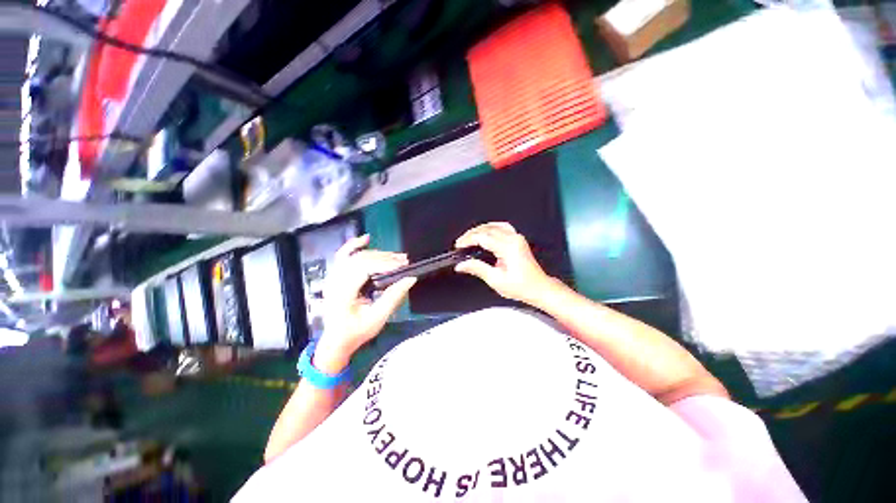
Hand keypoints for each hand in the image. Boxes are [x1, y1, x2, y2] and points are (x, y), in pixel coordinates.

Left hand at [315, 235, 416, 371]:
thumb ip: (393, 297)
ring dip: (377, 253)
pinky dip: (354, 245)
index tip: (403, 265)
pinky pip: (343, 255)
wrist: (336, 340)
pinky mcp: (336, 276)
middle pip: (361, 259)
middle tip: (404, 261)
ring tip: (396, 256)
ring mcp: (333, 277)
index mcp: (342, 293)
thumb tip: (410, 279)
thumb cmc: (356, 332)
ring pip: (355, 256)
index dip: (385, 264)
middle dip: (385, 258)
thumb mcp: (378, 318)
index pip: (364, 268)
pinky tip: (366, 238)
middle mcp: (335, 281)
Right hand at [454, 222, 555, 305]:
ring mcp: (517, 238)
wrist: (539, 288)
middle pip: (487, 229)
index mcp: (508, 248)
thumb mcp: (496, 280)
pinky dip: (490, 228)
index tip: (458, 246)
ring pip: (494, 225)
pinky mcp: (518, 239)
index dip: (468, 240)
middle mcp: (514, 240)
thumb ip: (477, 269)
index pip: (482, 237)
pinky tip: (484, 232)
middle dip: (471, 234)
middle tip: (460, 243)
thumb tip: (462, 265)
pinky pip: (502, 227)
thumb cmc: (523, 287)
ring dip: (479, 230)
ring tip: (469, 237)